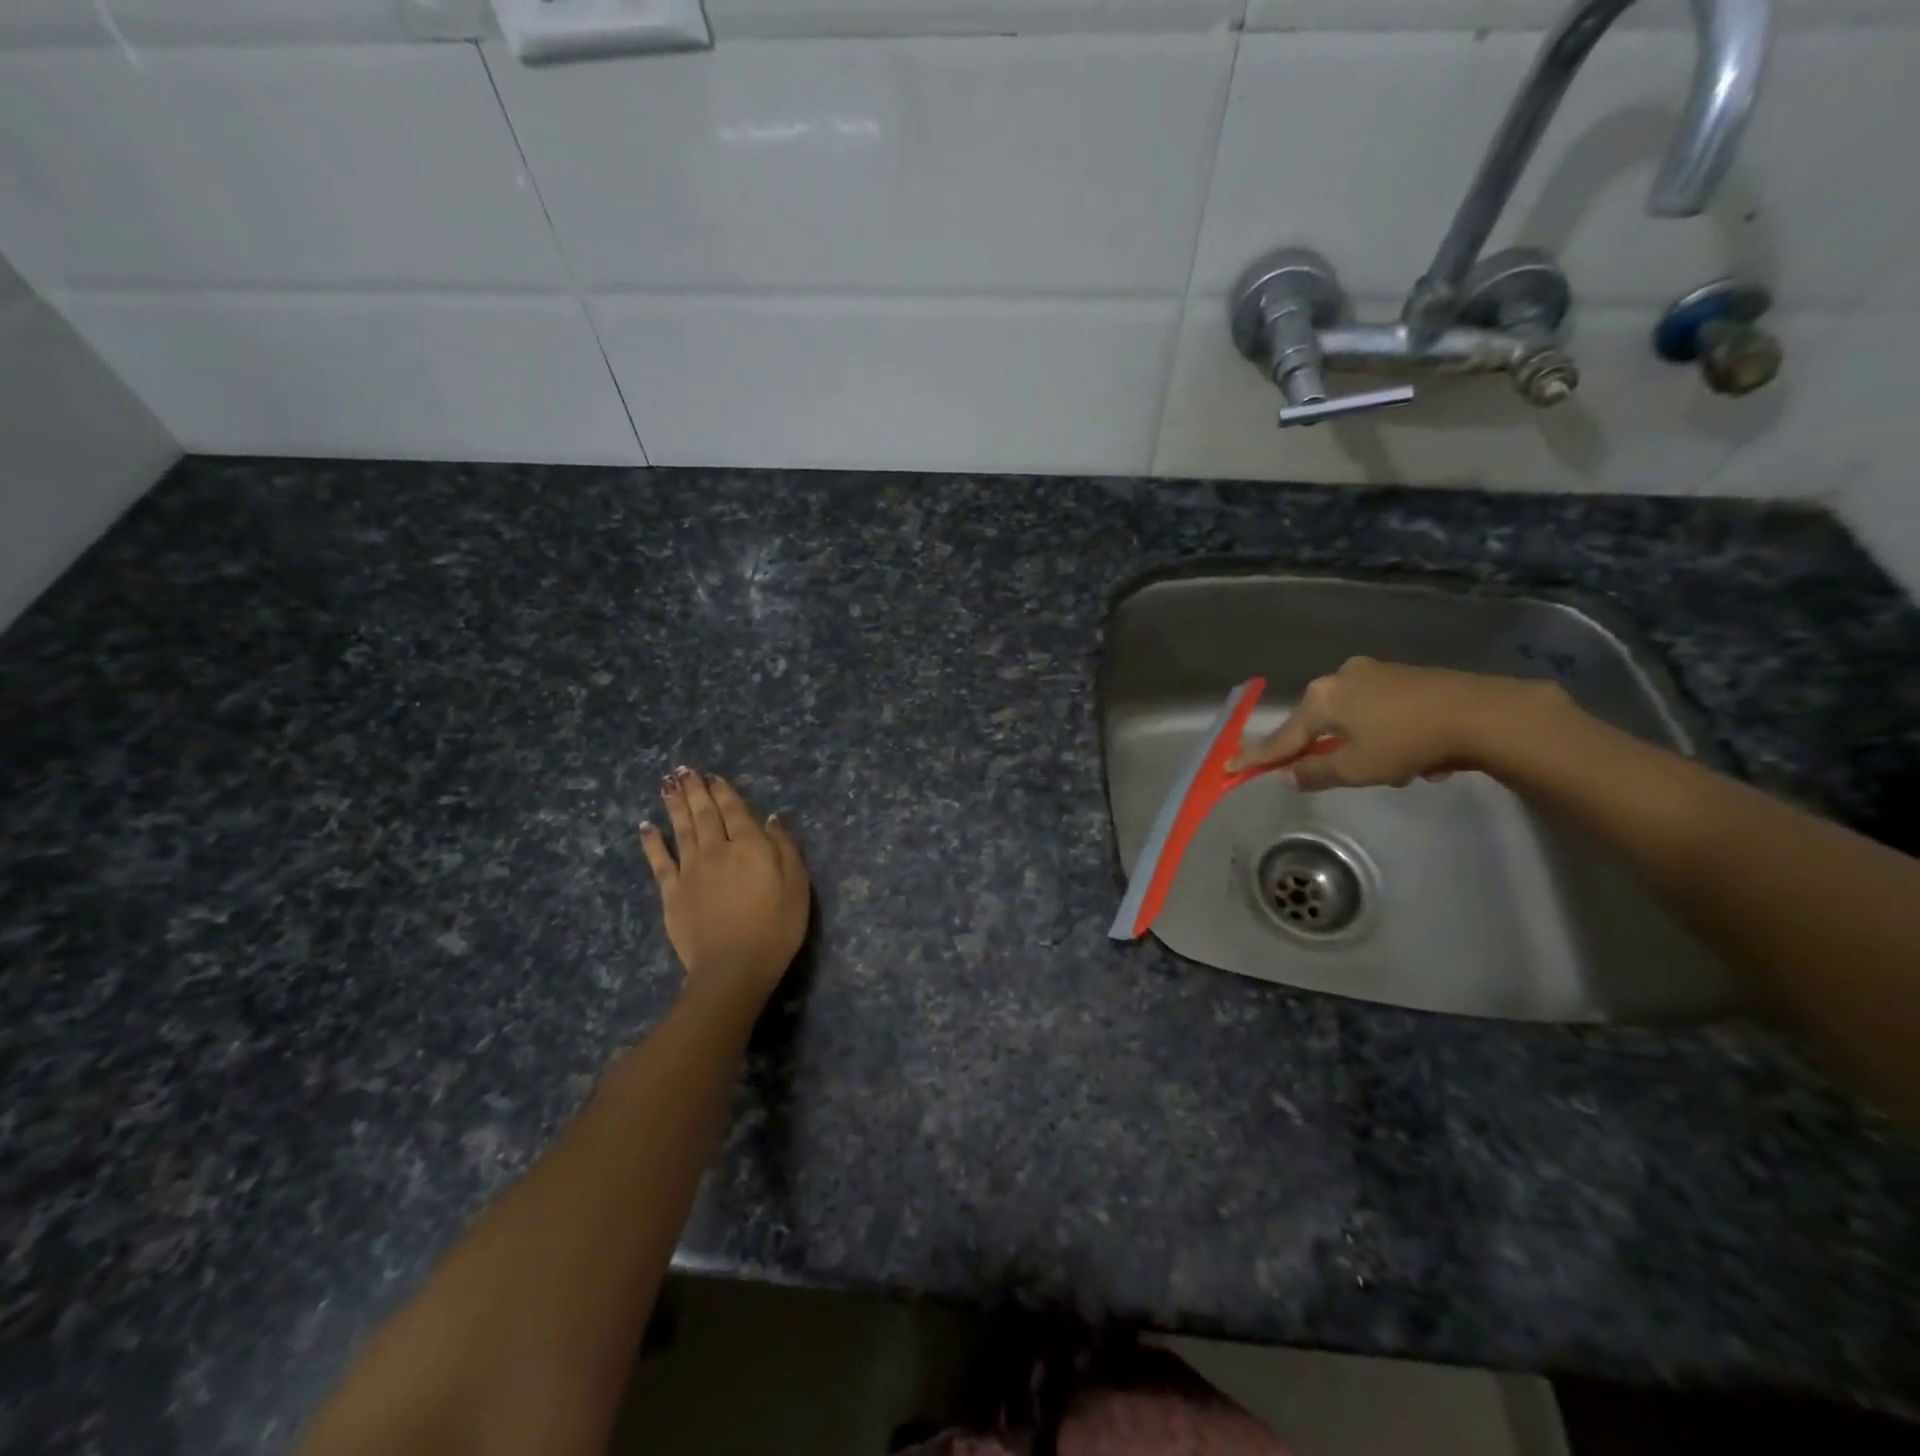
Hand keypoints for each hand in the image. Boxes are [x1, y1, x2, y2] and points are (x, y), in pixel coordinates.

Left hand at [640, 768, 809, 1011]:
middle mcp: (717, 850)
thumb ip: (784, 848)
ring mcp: (691, 870)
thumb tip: (772, 819)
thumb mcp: (797, 884)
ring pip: (682, 829)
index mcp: (750, 846)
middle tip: (684, 770)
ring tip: (667, 783)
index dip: (725, 792)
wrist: (734, 966)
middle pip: (705, 814)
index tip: (714, 776)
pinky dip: (652, 842)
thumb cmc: (776, 926)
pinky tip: (646, 826)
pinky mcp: (672, 893)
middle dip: (695, 790)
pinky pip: (659, 861)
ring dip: (674, 805)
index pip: (736, 811)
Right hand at [1229, 657, 1566, 790]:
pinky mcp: (1403, 675)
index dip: (1258, 757)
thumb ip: (1316, 773)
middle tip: (1336, 773)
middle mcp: (1340, 678)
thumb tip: (1287, 776)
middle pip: (1316, 723)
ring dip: (1360, 744)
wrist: (1484, 713)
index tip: (1230, 766)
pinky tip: (1413, 752)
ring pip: (1350, 718)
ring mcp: (1373, 672)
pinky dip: (1384, 732)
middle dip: (1324, 750)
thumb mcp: (1357, 768)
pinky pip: (1377, 710)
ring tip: (1396, 770)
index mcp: (1321, 699)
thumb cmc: (1408, 743)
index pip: (1282, 737)